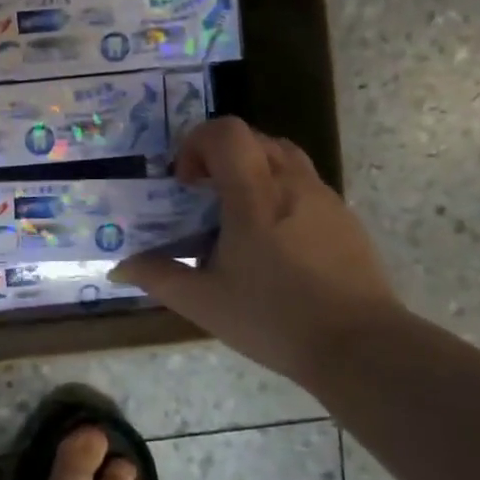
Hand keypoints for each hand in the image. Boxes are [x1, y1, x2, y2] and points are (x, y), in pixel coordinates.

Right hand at [112, 117, 402, 386]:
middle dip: (221, 156)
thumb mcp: (203, 302)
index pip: (227, 132)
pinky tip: (273, 242)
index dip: (197, 143)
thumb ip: (158, 277)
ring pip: (284, 157)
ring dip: (252, 171)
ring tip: (237, 216)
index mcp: (255, 196)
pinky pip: (305, 185)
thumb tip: (119, 268)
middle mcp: (292, 184)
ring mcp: (325, 199)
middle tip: (204, 196)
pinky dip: (279, 193)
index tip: (186, 183)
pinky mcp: (345, 219)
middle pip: (255, 138)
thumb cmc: (274, 319)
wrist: (360, 347)